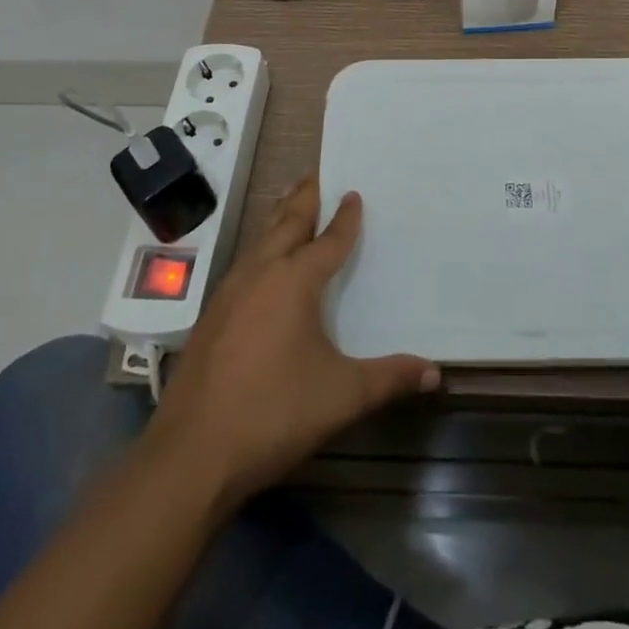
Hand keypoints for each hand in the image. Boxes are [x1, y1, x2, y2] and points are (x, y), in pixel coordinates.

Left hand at [147, 178, 438, 506]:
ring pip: (259, 241)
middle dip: (303, 199)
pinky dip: (259, 249)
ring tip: (287, 203)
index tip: (354, 194)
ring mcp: (229, 293)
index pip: (328, 241)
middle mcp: (261, 274)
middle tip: (314, 175)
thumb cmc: (274, 413)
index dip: (345, 219)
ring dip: (277, 219)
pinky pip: (243, 265)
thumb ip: (389, 379)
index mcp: (294, 282)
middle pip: (286, 224)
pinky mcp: (210, 317)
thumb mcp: (342, 396)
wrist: (191, 453)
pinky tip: (259, 265)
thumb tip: (436, 373)